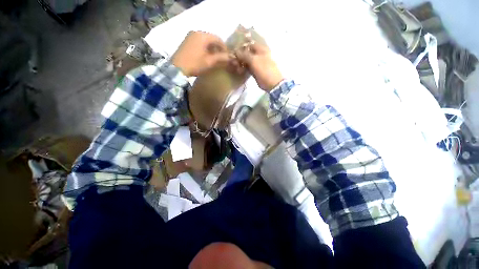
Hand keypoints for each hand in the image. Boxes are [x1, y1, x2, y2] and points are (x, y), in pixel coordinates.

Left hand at [172, 31, 228, 76]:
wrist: (177, 69)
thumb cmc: (195, 64)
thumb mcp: (209, 62)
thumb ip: (221, 58)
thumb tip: (231, 57)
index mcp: (202, 35)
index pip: (218, 39)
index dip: (224, 47)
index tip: (227, 56)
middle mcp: (196, 32)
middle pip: (211, 39)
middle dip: (218, 48)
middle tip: (222, 57)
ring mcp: (190, 36)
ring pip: (205, 41)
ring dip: (211, 48)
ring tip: (215, 58)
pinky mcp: (186, 42)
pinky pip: (199, 43)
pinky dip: (205, 48)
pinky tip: (206, 56)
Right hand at [235, 43, 283, 90]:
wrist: (272, 83)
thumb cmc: (264, 69)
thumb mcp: (254, 60)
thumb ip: (244, 55)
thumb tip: (235, 51)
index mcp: (261, 49)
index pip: (249, 44)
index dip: (242, 46)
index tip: (233, 50)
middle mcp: (259, 55)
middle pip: (247, 52)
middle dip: (240, 55)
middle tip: (232, 59)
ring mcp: (257, 63)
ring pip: (247, 61)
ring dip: (241, 62)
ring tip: (234, 65)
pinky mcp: (255, 71)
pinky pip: (248, 68)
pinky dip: (243, 68)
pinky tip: (238, 70)